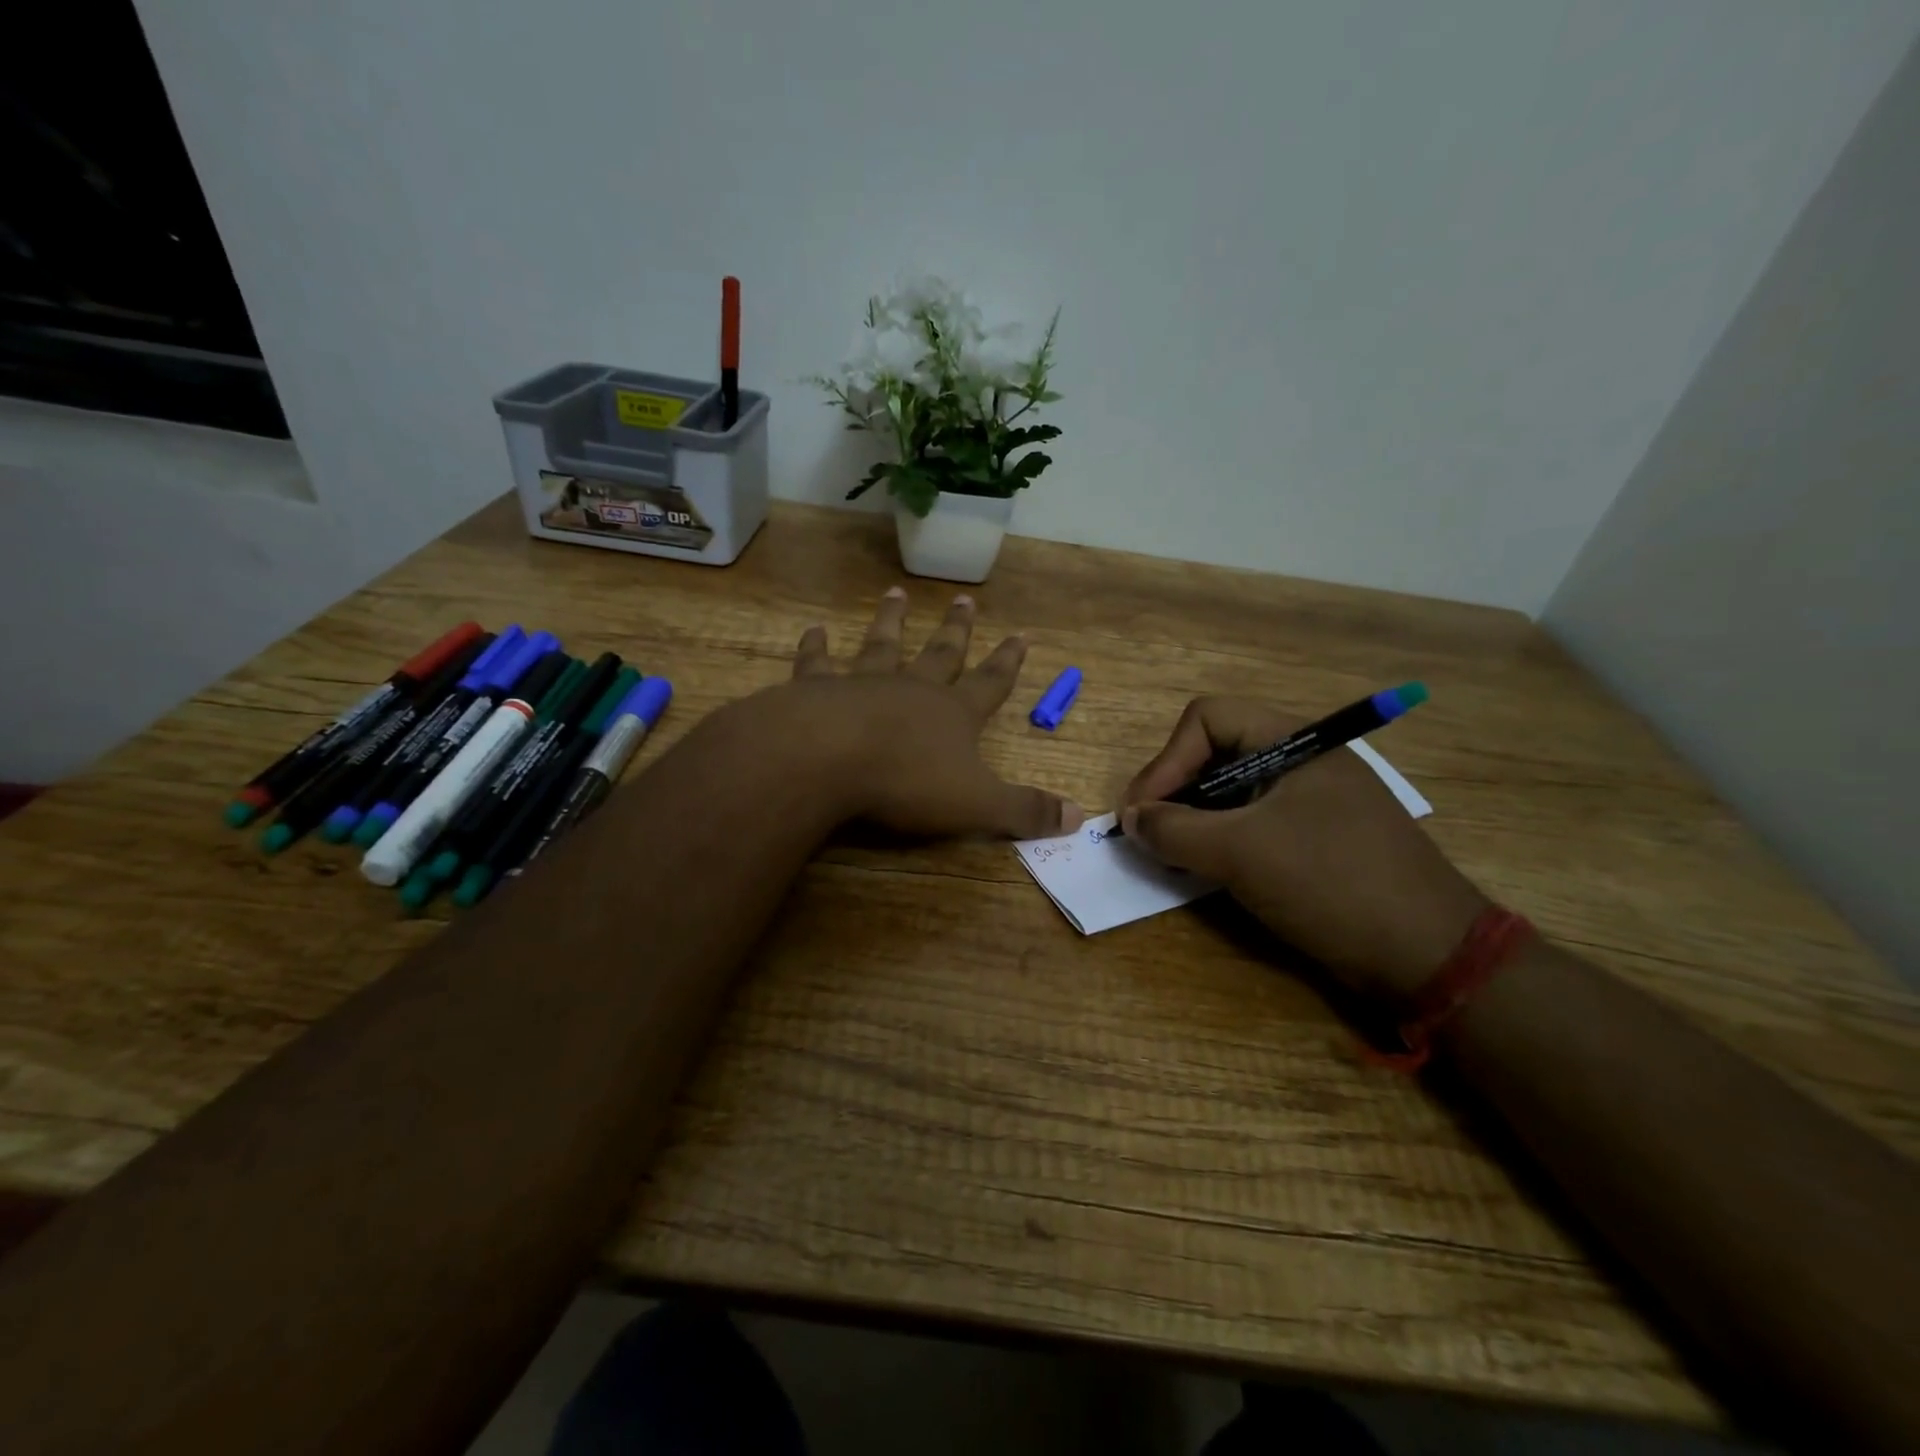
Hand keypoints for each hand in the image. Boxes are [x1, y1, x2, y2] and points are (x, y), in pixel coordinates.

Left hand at [728, 588, 1083, 839]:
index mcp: (954, 714)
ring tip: (895, 594)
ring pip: (882, 645)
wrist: (828, 759)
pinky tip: (814, 629)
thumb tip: (1079, 818)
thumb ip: (1024, 810)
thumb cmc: (907, 782)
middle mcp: (912, 688)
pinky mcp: (816, 690)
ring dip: (891, 621)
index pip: (991, 682)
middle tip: (964, 599)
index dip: (1008, 662)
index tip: (1021, 634)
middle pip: (940, 653)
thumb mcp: (978, 805)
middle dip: (955, 629)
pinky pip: (818, 662)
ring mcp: (863, 683)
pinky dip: (816, 647)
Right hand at [1120, 697, 1487, 1002]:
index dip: (1167, 760)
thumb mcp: (1241, 853)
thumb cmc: (1331, 883)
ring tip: (1173, 855)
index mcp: (1294, 742)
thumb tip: (1130, 819)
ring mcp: (1310, 801)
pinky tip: (1207, 870)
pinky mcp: (1314, 838)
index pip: (1207, 719)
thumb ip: (1174, 829)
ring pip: (1231, 792)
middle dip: (1175, 790)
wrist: (1428, 955)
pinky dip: (1221, 840)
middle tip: (1150, 835)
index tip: (1142, 812)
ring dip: (1194, 819)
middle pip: (1215, 753)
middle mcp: (1301, 761)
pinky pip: (1252, 823)